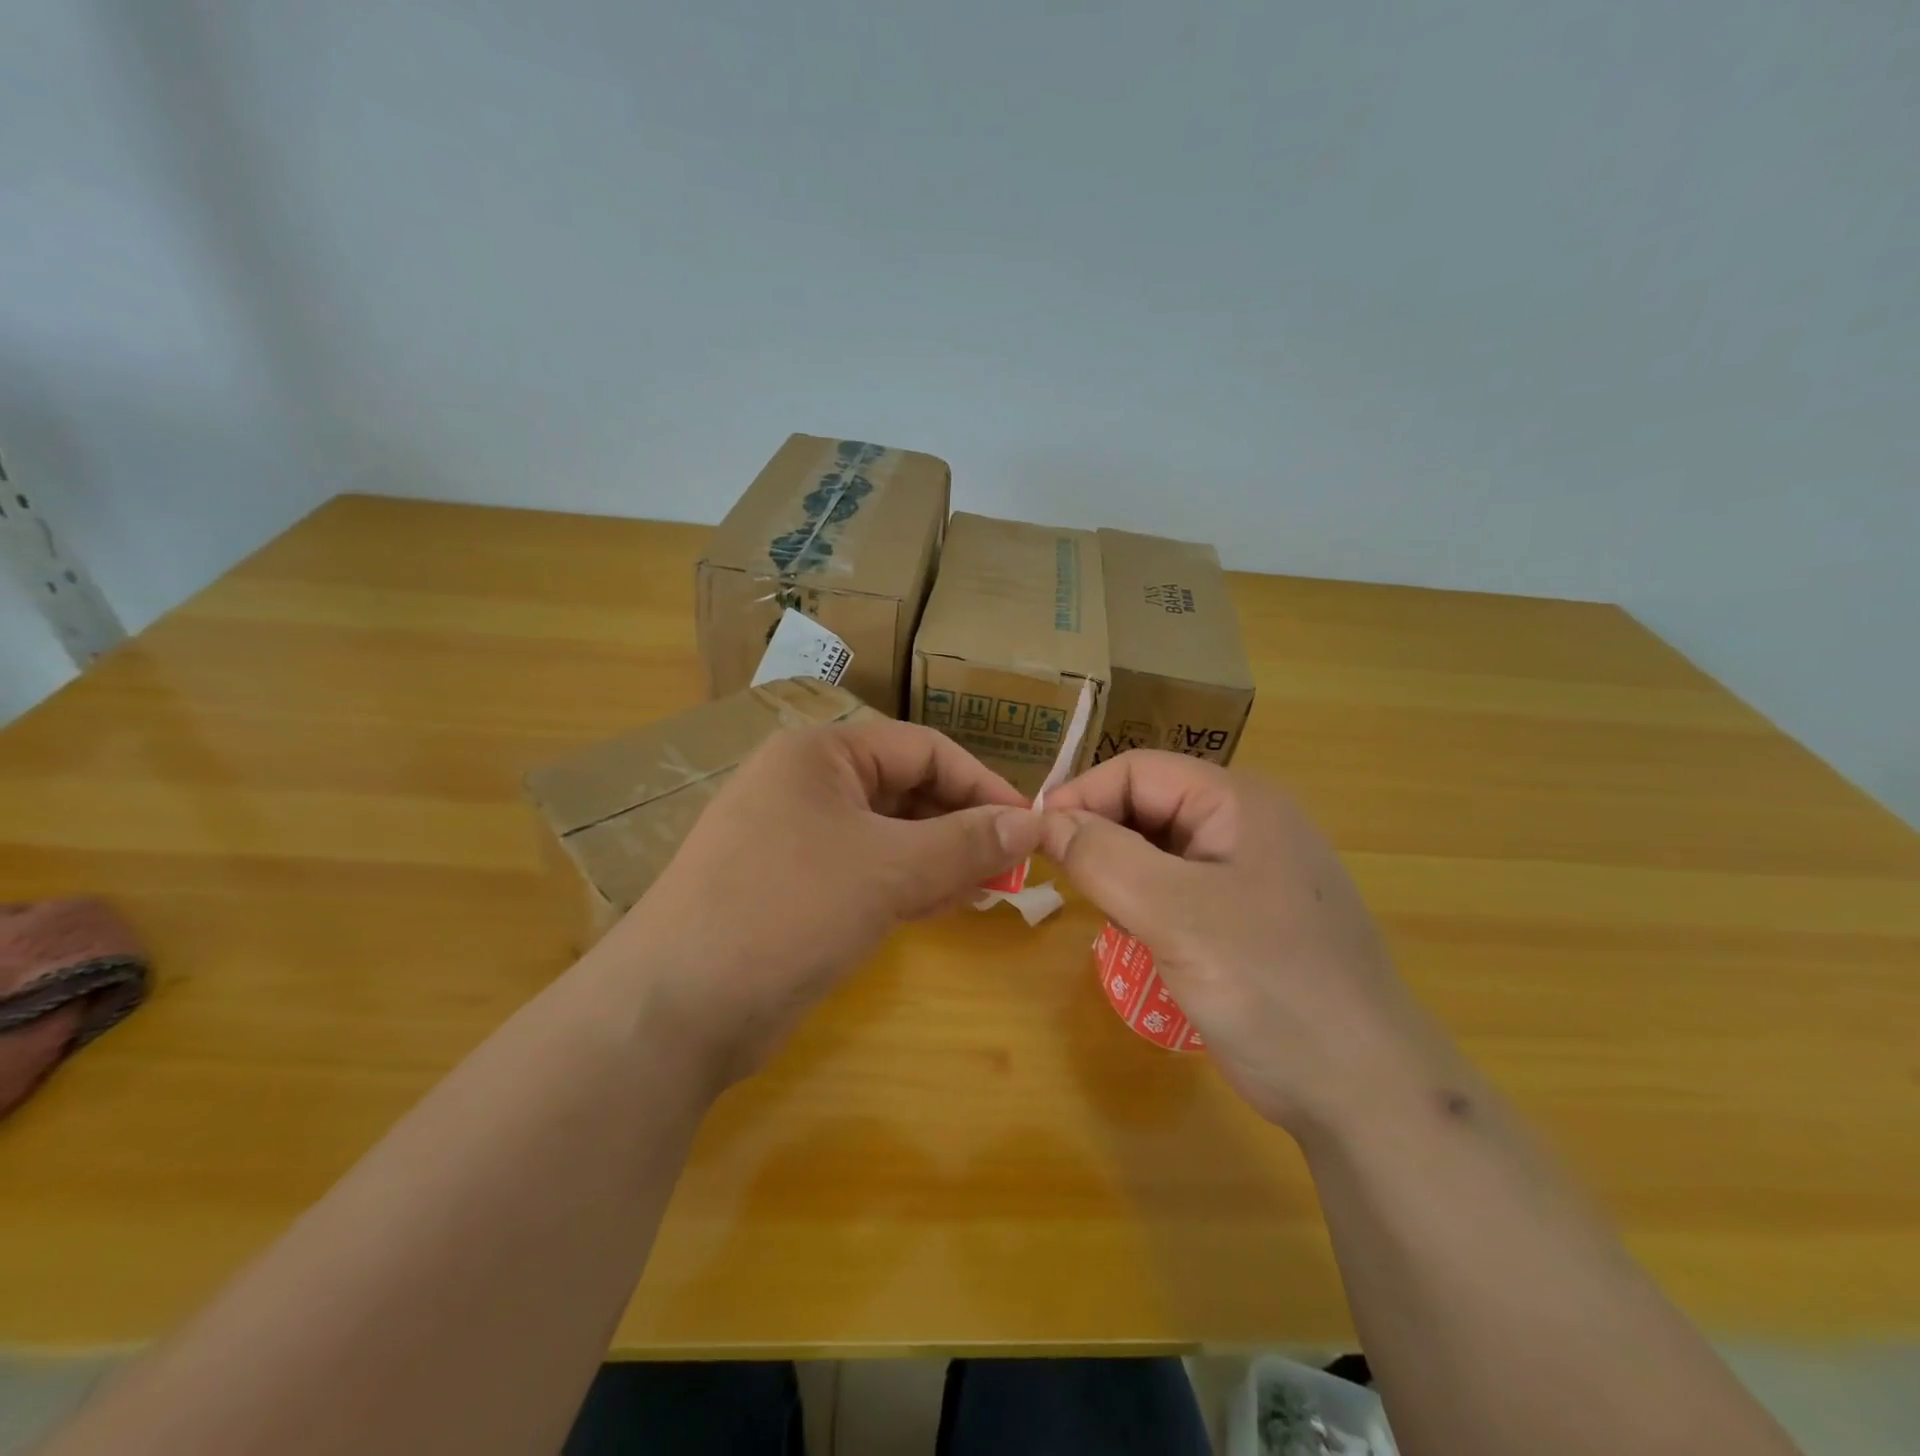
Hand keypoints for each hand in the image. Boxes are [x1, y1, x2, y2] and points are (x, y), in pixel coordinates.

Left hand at [602, 718, 1042, 1084]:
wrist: (677, 1009)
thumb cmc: (789, 909)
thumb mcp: (889, 869)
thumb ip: (966, 842)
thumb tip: (1034, 822)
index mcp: (820, 754)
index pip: (922, 749)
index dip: (981, 784)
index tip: (1029, 825)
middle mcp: (805, 785)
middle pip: (905, 790)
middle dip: (961, 826)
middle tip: (1011, 866)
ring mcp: (795, 838)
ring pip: (887, 835)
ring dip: (938, 858)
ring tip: (987, 888)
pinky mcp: (793, 887)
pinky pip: (865, 871)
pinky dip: (906, 884)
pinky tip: (942, 906)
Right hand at [1042, 751, 1432, 1131]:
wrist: (1363, 1090)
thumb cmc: (1270, 985)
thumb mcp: (1175, 914)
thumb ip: (1104, 857)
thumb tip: (1045, 821)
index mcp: (1237, 802)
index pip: (1138, 770)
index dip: (1082, 796)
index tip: (1034, 840)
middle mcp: (1245, 824)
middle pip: (1149, 805)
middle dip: (1101, 837)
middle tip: (1067, 884)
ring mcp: (1249, 871)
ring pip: (1158, 848)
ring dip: (1121, 872)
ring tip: (1109, 915)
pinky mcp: (1246, 914)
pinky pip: (1177, 887)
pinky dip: (1146, 902)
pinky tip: (1141, 938)